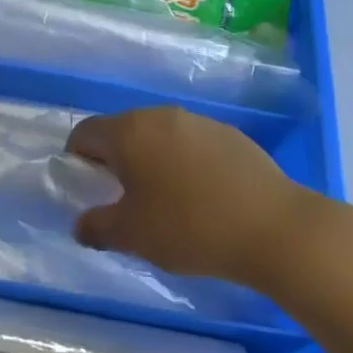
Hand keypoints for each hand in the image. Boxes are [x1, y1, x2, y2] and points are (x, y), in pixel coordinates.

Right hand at [68, 106, 313, 286]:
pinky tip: (203, 198)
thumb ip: (96, 227)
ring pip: (159, 136)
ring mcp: (198, 122)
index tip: (90, 193)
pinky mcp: (230, 134)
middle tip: (125, 202)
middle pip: (122, 131)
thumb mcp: (132, 236)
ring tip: (166, 203)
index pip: (84, 133)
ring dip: (151, 162)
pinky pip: (191, 144)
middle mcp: (160, 116)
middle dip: (116, 162)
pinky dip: (184, 163)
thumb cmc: (190, 227)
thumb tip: (81, 224)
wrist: (274, 228)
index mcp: (129, 131)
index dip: (77, 162)